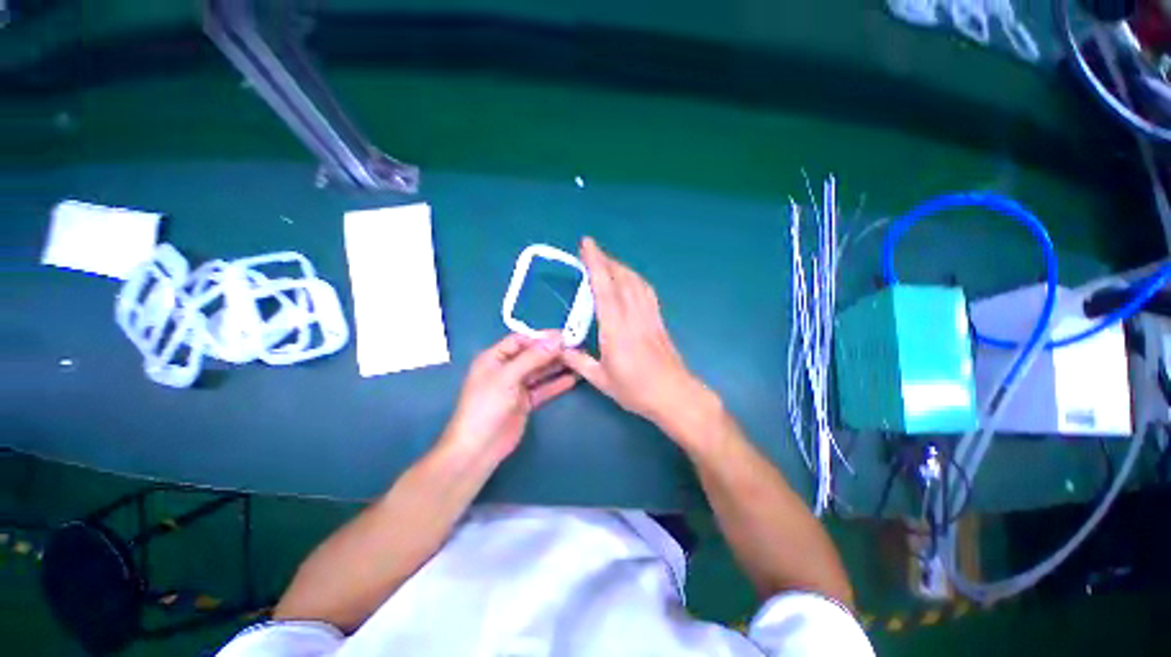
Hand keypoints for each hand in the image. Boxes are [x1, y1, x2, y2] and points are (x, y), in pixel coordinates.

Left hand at [438, 332, 577, 467]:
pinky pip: (543, 388)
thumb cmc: (487, 406)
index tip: (564, 336)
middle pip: (533, 355)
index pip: (521, 340)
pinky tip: (573, 378)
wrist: (479, 448)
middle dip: (553, 351)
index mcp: (495, 358)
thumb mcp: (508, 377)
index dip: (542, 337)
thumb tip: (556, 340)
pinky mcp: (526, 402)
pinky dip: (557, 383)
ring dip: (557, 366)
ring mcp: (516, 386)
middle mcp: (506, 369)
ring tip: (579, 359)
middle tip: (576, 347)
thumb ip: (532, 358)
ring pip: (540, 371)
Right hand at [561, 237, 713, 437]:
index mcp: (615, 329)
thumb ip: (578, 362)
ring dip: (620, 266)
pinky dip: (635, 278)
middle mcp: (633, 316)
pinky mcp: (658, 319)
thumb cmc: (636, 390)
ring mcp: (649, 316)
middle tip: (590, 251)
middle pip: (621, 278)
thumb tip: (559, 347)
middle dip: (605, 260)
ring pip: (635, 281)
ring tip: (607, 261)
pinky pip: (647, 291)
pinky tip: (630, 279)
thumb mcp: (601, 380)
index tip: (586, 244)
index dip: (595, 263)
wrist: (674, 395)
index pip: (604, 288)